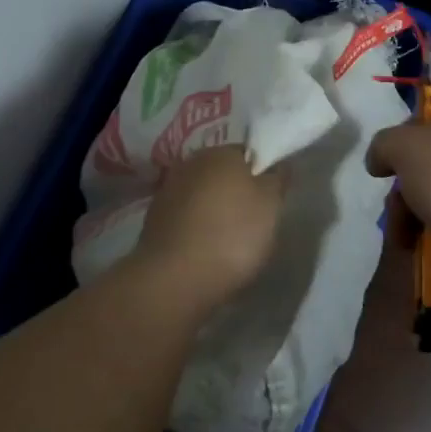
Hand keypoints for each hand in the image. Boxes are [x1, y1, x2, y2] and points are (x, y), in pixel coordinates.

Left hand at [132, 146, 283, 305]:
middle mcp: (191, 163)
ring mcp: (168, 191)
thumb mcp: (271, 206)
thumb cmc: (232, 235)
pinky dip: (195, 229)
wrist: (174, 279)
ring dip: (213, 210)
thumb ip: (277, 180)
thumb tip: (277, 165)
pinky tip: (205, 250)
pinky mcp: (154, 220)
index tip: (270, 199)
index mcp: (221, 152)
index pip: (248, 154)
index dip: (261, 175)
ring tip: (228, 240)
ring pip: (201, 195)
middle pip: (221, 173)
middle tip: (252, 220)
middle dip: (235, 192)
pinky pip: (185, 218)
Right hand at [365, 102, 430, 241]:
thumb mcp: (405, 144)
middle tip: (395, 202)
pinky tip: (416, 247)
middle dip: (402, 186)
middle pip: (424, 163)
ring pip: (429, 197)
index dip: (403, 134)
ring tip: (402, 233)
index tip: (387, 158)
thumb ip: (383, 145)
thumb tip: (379, 162)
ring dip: (407, 216)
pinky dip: (425, 236)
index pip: (429, 117)